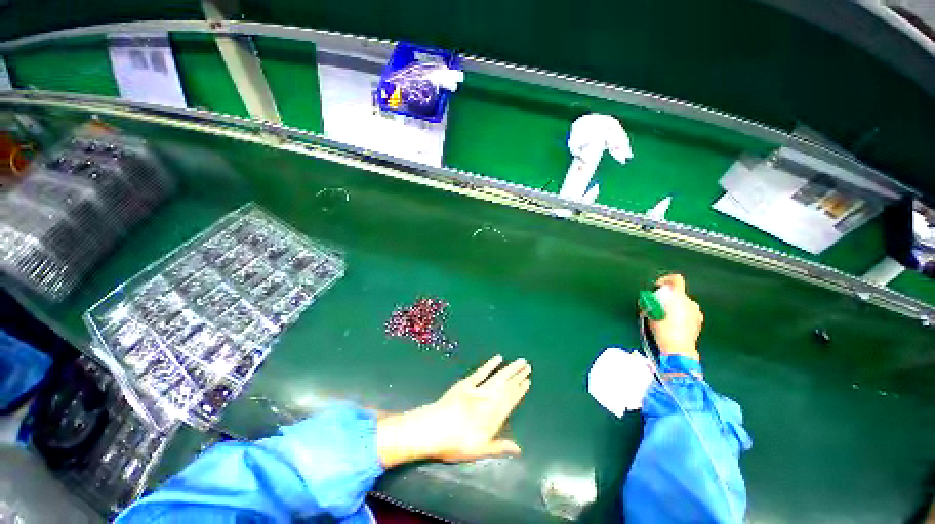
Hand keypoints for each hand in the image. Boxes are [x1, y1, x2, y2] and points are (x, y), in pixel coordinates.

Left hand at [377, 355, 530, 466]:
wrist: (434, 429)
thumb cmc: (456, 443)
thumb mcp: (480, 450)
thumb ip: (500, 447)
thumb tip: (519, 449)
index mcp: (494, 416)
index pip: (511, 400)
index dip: (520, 390)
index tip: (528, 381)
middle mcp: (489, 399)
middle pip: (507, 385)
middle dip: (517, 376)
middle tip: (527, 366)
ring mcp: (477, 389)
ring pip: (498, 377)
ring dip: (509, 369)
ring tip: (519, 362)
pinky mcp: (466, 383)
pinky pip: (481, 372)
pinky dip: (490, 365)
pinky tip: (498, 358)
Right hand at [647, 274, 702, 360]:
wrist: (678, 348)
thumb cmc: (663, 329)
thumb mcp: (651, 314)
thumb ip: (652, 303)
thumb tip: (650, 300)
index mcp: (679, 297)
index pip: (676, 279)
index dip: (666, 279)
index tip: (658, 286)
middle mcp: (691, 302)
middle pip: (679, 293)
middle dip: (668, 297)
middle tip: (658, 305)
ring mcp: (697, 312)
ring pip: (684, 304)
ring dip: (675, 306)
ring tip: (665, 316)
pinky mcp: (699, 322)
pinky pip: (689, 313)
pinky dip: (681, 315)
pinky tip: (674, 324)